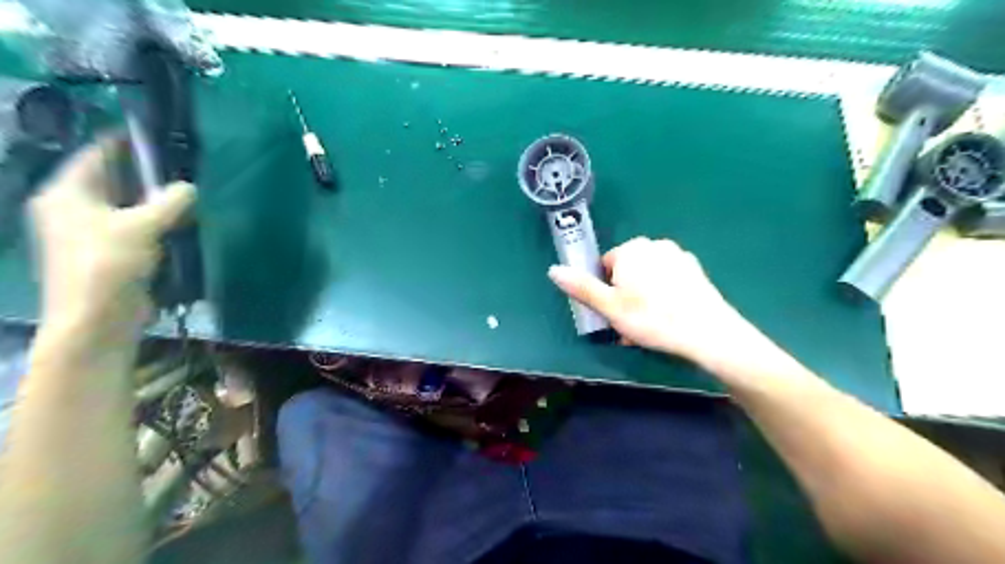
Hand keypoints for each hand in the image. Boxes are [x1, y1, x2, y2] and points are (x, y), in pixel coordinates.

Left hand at [30, 138, 196, 337]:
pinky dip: (156, 221)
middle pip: (113, 179)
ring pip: (127, 204)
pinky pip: (136, 226)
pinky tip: (182, 220)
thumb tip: (189, 187)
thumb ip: (168, 202)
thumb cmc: (108, 265)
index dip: (125, 142)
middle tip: (184, 164)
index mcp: (67, 193)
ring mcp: (91, 231)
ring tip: (189, 190)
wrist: (97, 319)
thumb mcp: (141, 227)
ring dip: (155, 199)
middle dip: (147, 173)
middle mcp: (73, 207)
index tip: (160, 134)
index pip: (96, 154)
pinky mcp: (111, 251)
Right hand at [549, 235, 753, 364]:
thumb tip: (553, 270)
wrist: (706, 332)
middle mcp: (654, 245)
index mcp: (630, 250)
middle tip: (629, 324)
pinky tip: (668, 318)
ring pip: (649, 277)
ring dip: (643, 298)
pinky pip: (669, 280)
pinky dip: (664, 295)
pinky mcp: (695, 270)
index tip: (614, 313)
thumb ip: (581, 287)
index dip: (606, 291)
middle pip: (628, 271)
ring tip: (648, 327)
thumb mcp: (609, 307)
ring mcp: (678, 256)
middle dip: (625, 295)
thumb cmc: (652, 318)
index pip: (606, 266)